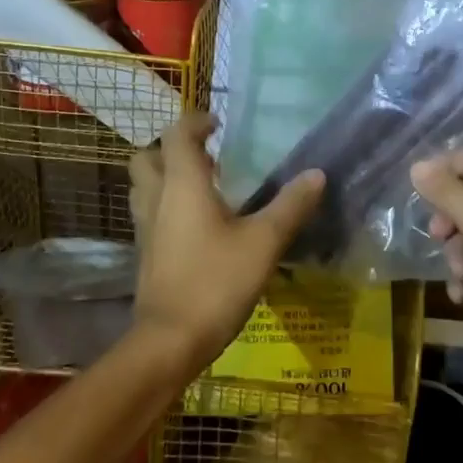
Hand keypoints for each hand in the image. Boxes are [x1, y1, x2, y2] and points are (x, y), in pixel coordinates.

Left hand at [127, 114, 324, 375]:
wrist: (170, 340)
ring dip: (166, 177)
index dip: (196, 122)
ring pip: (145, 186)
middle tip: (208, 158)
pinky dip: (167, 207)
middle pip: (149, 157)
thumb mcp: (264, 242)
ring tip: (205, 188)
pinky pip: (150, 214)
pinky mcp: (146, 253)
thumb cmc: (216, 281)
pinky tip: (199, 226)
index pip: (178, 134)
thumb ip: (290, 206)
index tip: (219, 125)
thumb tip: (317, 174)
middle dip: (173, 149)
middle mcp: (157, 198)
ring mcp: (146, 228)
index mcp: (182, 184)